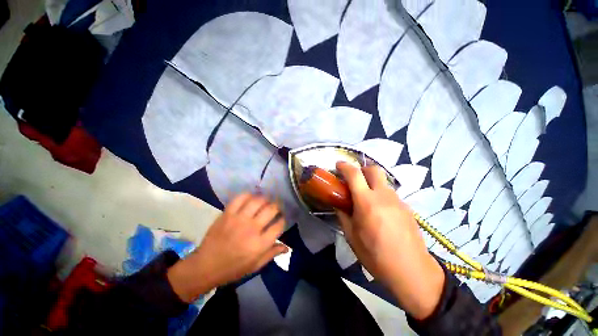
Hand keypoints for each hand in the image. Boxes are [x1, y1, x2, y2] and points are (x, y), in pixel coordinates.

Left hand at [167, 193, 287, 302]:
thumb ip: (272, 254)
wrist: (205, 266)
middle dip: (277, 207)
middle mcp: (252, 229)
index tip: (281, 219)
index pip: (279, 225)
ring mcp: (238, 219)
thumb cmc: (233, 268)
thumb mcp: (255, 265)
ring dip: (265, 199)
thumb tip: (287, 247)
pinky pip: (240, 198)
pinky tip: (251, 198)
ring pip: (258, 201)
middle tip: (276, 208)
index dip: (282, 220)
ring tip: (265, 202)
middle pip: (271, 210)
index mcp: (260, 244)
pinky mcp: (227, 214)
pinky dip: (248, 195)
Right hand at [335, 162, 444, 319]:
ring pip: (382, 182)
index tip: (338, 165)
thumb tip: (338, 204)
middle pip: (374, 169)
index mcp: (366, 202)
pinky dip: (381, 195)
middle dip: (361, 169)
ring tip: (366, 199)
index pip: (354, 174)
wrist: (412, 272)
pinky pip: (390, 194)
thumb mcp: (351, 236)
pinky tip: (379, 212)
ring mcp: (397, 200)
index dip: (344, 166)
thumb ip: (342, 215)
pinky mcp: (406, 207)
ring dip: (371, 183)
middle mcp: (383, 196)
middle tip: (354, 179)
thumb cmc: (376, 256)